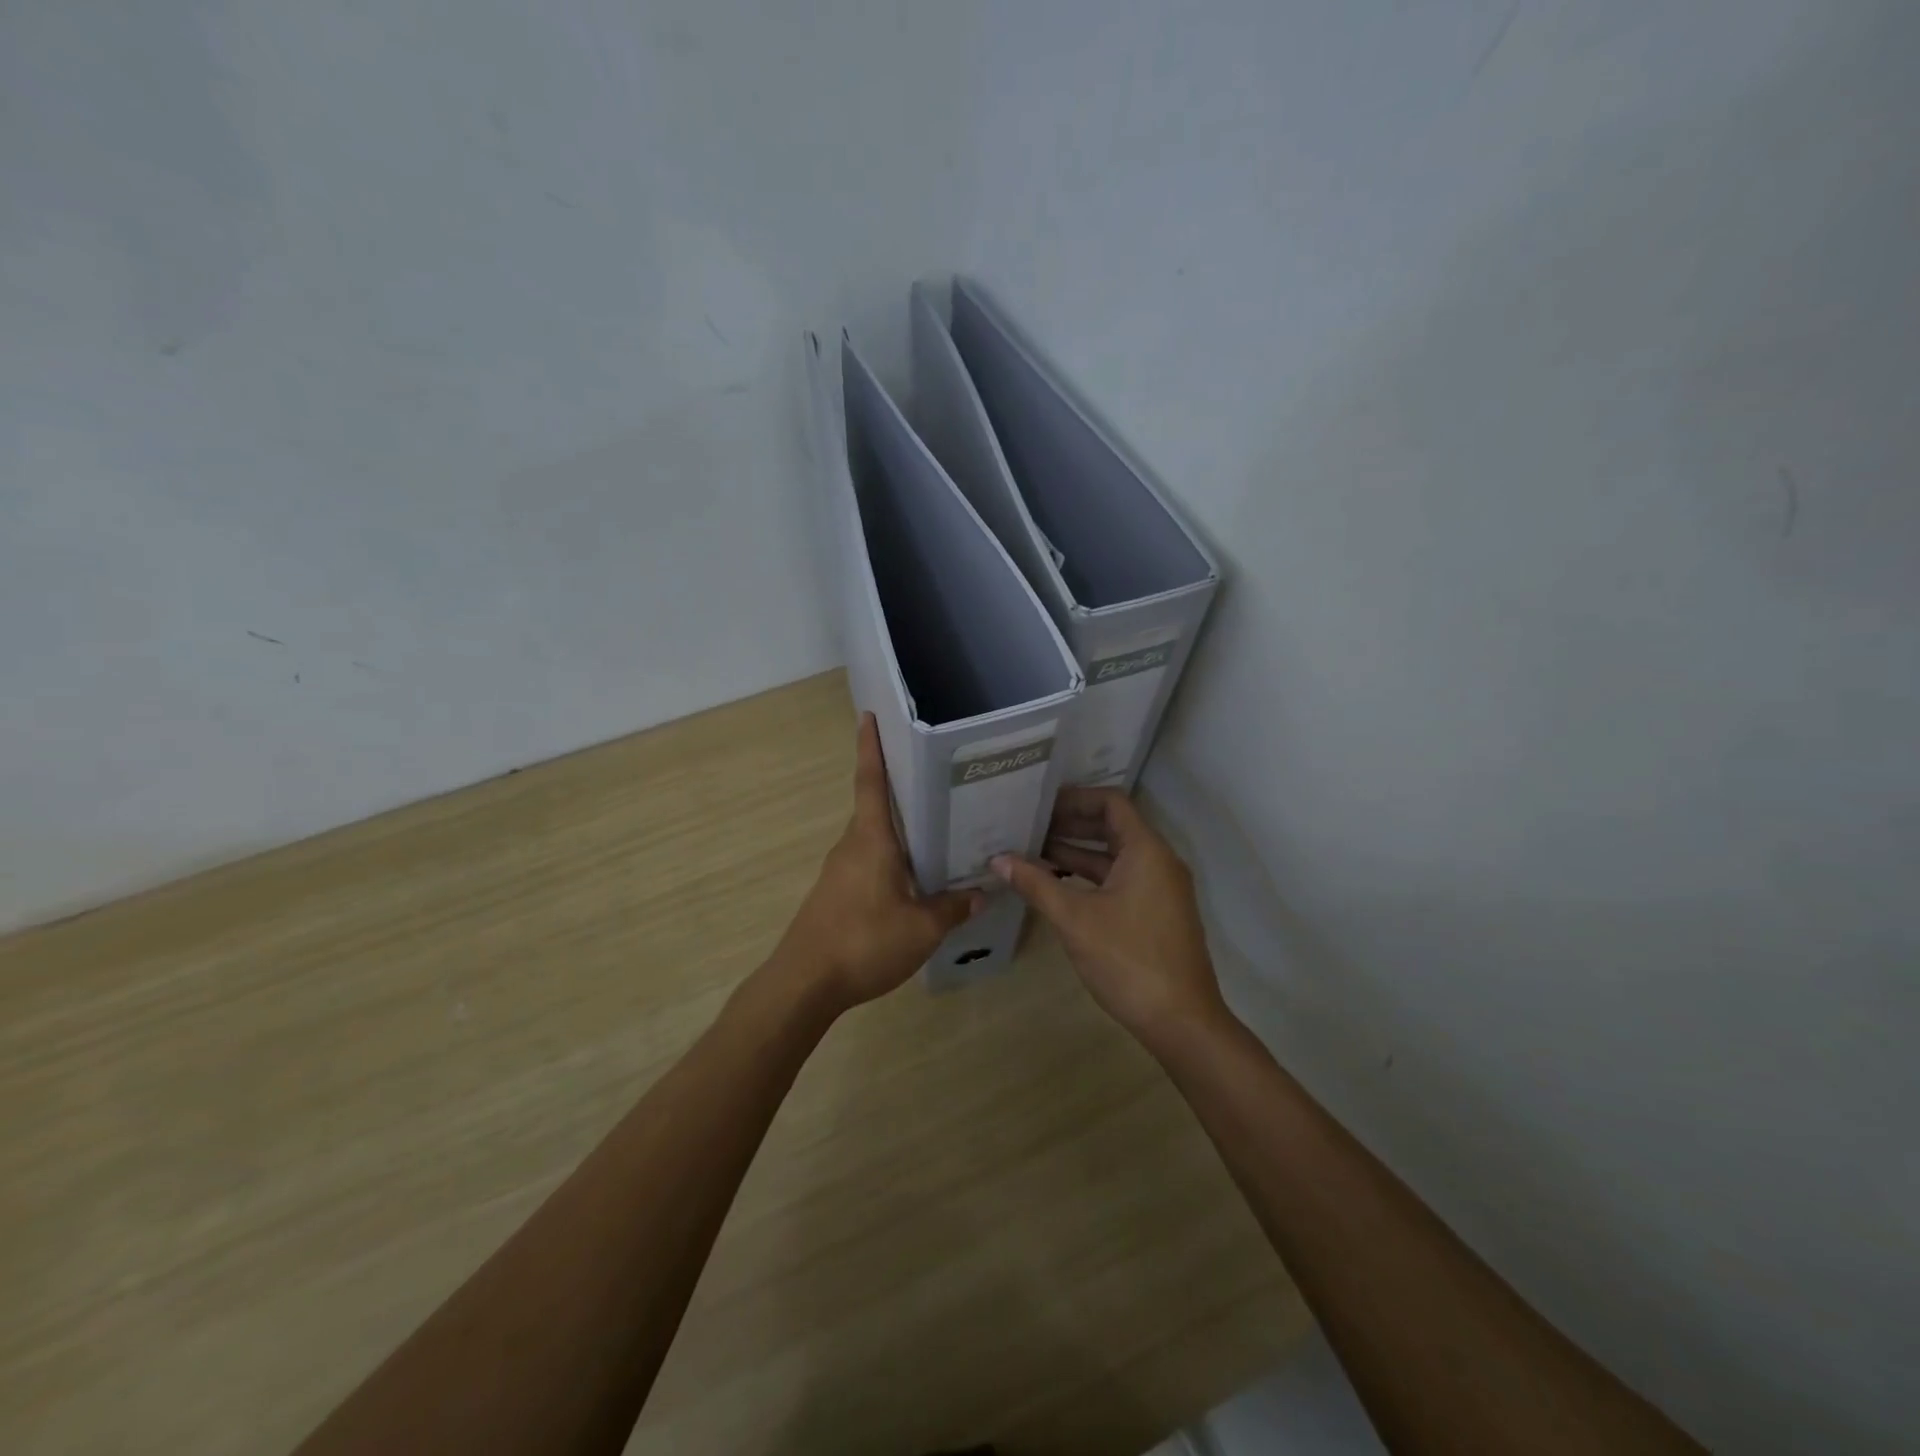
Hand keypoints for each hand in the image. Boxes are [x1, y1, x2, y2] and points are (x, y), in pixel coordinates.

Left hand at [775, 713, 980, 1010]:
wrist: (804, 983)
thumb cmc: (863, 942)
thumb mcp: (921, 929)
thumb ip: (953, 908)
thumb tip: (981, 893)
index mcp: (871, 839)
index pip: (870, 781)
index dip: (870, 747)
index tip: (869, 716)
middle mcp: (852, 845)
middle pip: (876, 807)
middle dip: (900, 788)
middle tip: (937, 777)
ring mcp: (840, 870)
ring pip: (874, 837)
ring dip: (899, 829)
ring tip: (938, 827)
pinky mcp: (836, 893)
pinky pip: (869, 861)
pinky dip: (891, 857)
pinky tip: (915, 876)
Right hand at [991, 788, 1224, 1045]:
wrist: (1181, 1022)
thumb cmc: (1128, 960)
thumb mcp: (1075, 919)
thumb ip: (1036, 884)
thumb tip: (998, 859)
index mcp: (1146, 851)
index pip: (1111, 803)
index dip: (1075, 798)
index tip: (1039, 803)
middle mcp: (1158, 862)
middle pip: (1112, 827)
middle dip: (1070, 825)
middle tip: (1028, 825)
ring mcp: (1160, 889)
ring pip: (1114, 857)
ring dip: (1077, 853)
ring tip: (1032, 853)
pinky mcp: (1156, 913)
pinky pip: (1120, 880)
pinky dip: (1090, 878)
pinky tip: (1057, 886)